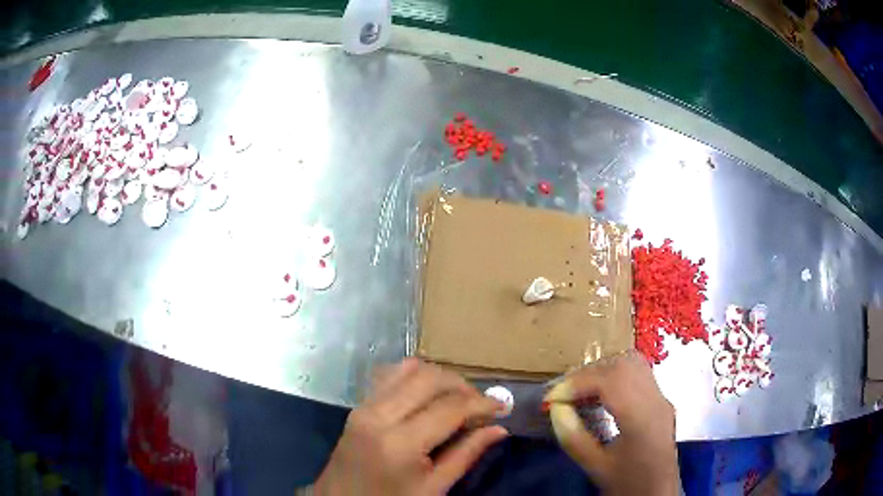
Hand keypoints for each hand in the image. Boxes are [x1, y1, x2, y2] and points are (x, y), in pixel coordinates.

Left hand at [314, 358, 507, 494]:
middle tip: (481, 404)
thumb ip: (466, 455)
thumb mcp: (433, 488)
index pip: (450, 408)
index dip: (482, 403)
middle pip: (430, 378)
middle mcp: (379, 415)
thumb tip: (499, 429)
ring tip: (458, 399)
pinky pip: (390, 375)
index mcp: (400, 443)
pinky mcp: (358, 405)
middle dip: (462, 385)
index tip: (503, 406)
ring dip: (440, 378)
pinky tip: (429, 396)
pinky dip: (416, 377)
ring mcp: (364, 406)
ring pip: (409, 369)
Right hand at [544, 351, 677, 495]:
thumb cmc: (628, 484)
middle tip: (565, 393)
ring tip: (580, 392)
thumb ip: (573, 437)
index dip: (577, 382)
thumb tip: (555, 408)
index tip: (552, 398)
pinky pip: (637, 374)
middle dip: (589, 373)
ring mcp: (661, 398)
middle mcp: (656, 400)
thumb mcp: (596, 467)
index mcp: (642, 419)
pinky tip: (599, 396)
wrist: (658, 494)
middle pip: (624, 363)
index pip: (611, 380)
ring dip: (602, 371)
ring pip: (633, 363)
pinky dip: (614, 376)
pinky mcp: (660, 401)